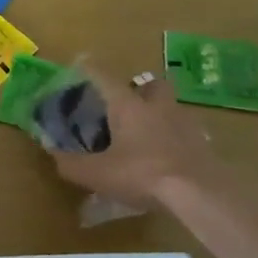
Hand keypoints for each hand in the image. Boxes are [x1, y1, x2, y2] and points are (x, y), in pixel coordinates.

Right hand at [50, 73, 219, 208]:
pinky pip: (185, 132)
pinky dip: (174, 138)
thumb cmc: (142, 174)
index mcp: (128, 106)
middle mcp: (157, 107)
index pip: (104, 77)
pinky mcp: (204, 145)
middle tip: (126, 103)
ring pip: (171, 107)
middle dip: (140, 88)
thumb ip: (70, 163)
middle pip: (152, 84)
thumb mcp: (96, 174)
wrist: (201, 195)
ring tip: (145, 133)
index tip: (80, 62)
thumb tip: (53, 154)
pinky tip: (166, 156)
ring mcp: (185, 124)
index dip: (90, 68)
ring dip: (159, 113)